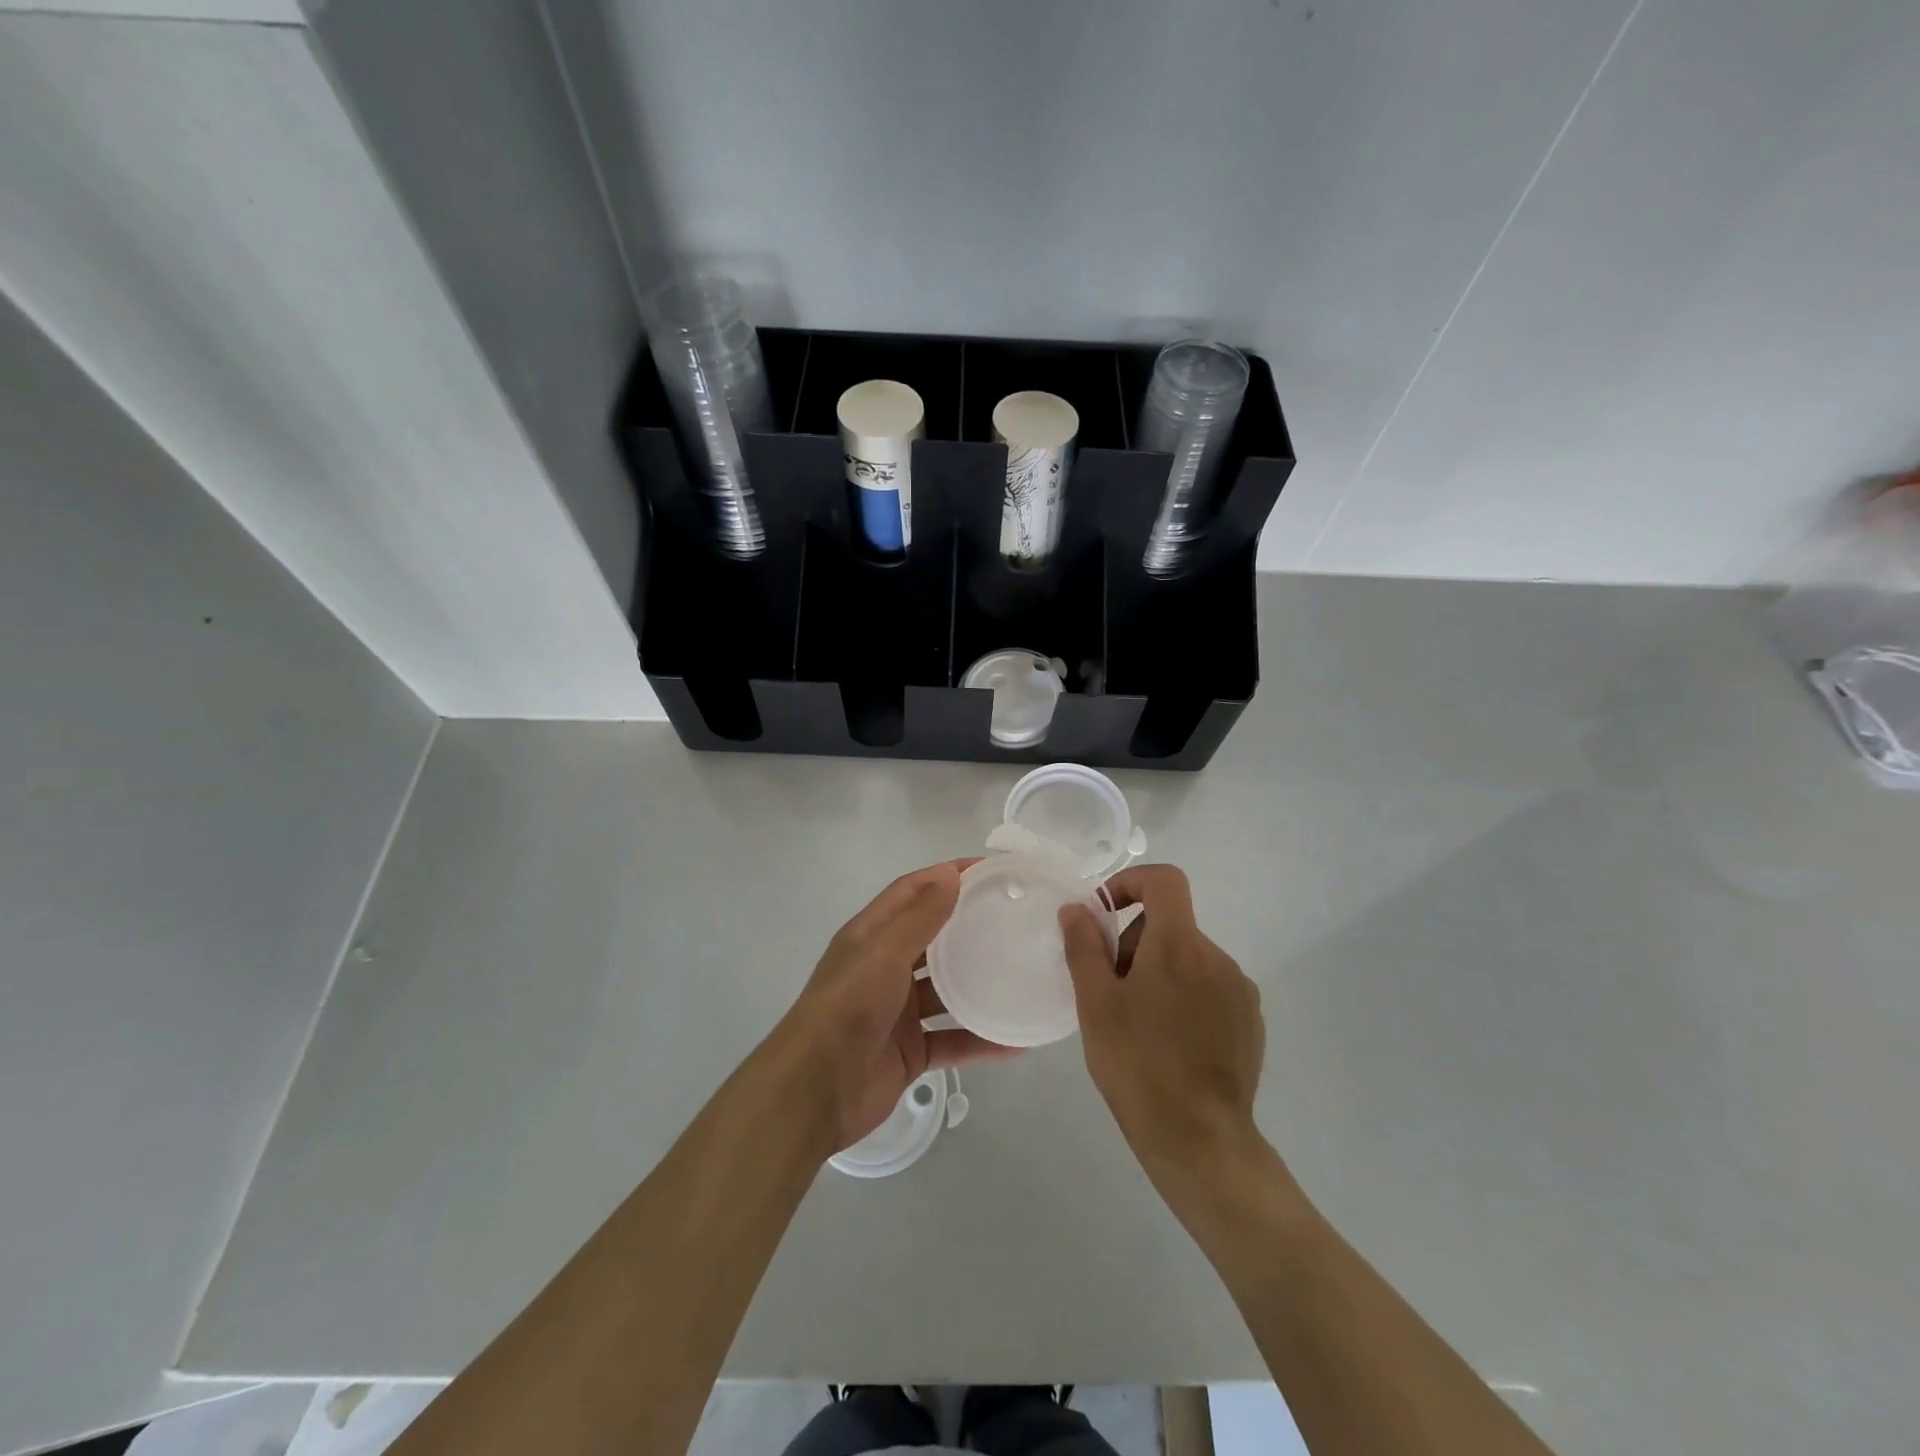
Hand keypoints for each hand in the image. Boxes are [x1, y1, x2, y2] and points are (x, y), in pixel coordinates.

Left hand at [779, 862, 1014, 1150]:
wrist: (814, 1092)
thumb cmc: (847, 1008)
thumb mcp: (883, 954)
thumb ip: (919, 918)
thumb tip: (950, 875)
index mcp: (870, 936)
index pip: (912, 892)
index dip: (947, 875)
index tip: (991, 869)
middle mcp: (884, 968)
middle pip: (933, 938)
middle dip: (969, 925)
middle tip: (1015, 917)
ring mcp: (898, 1011)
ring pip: (946, 990)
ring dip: (979, 983)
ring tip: (1023, 972)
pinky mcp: (910, 1051)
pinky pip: (952, 1039)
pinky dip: (980, 1039)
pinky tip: (1016, 1040)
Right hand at [1060, 865, 1266, 1187]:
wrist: (1201, 1141)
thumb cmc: (1138, 1066)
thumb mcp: (1095, 1004)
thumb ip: (1084, 947)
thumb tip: (1076, 909)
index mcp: (1180, 945)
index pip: (1165, 880)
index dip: (1130, 883)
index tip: (1104, 915)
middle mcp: (1217, 957)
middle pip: (1171, 924)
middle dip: (1135, 943)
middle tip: (1110, 990)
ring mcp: (1240, 991)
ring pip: (1189, 959)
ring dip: (1159, 973)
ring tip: (1137, 1023)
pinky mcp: (1250, 1022)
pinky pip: (1210, 988)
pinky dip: (1185, 997)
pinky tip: (1169, 1043)